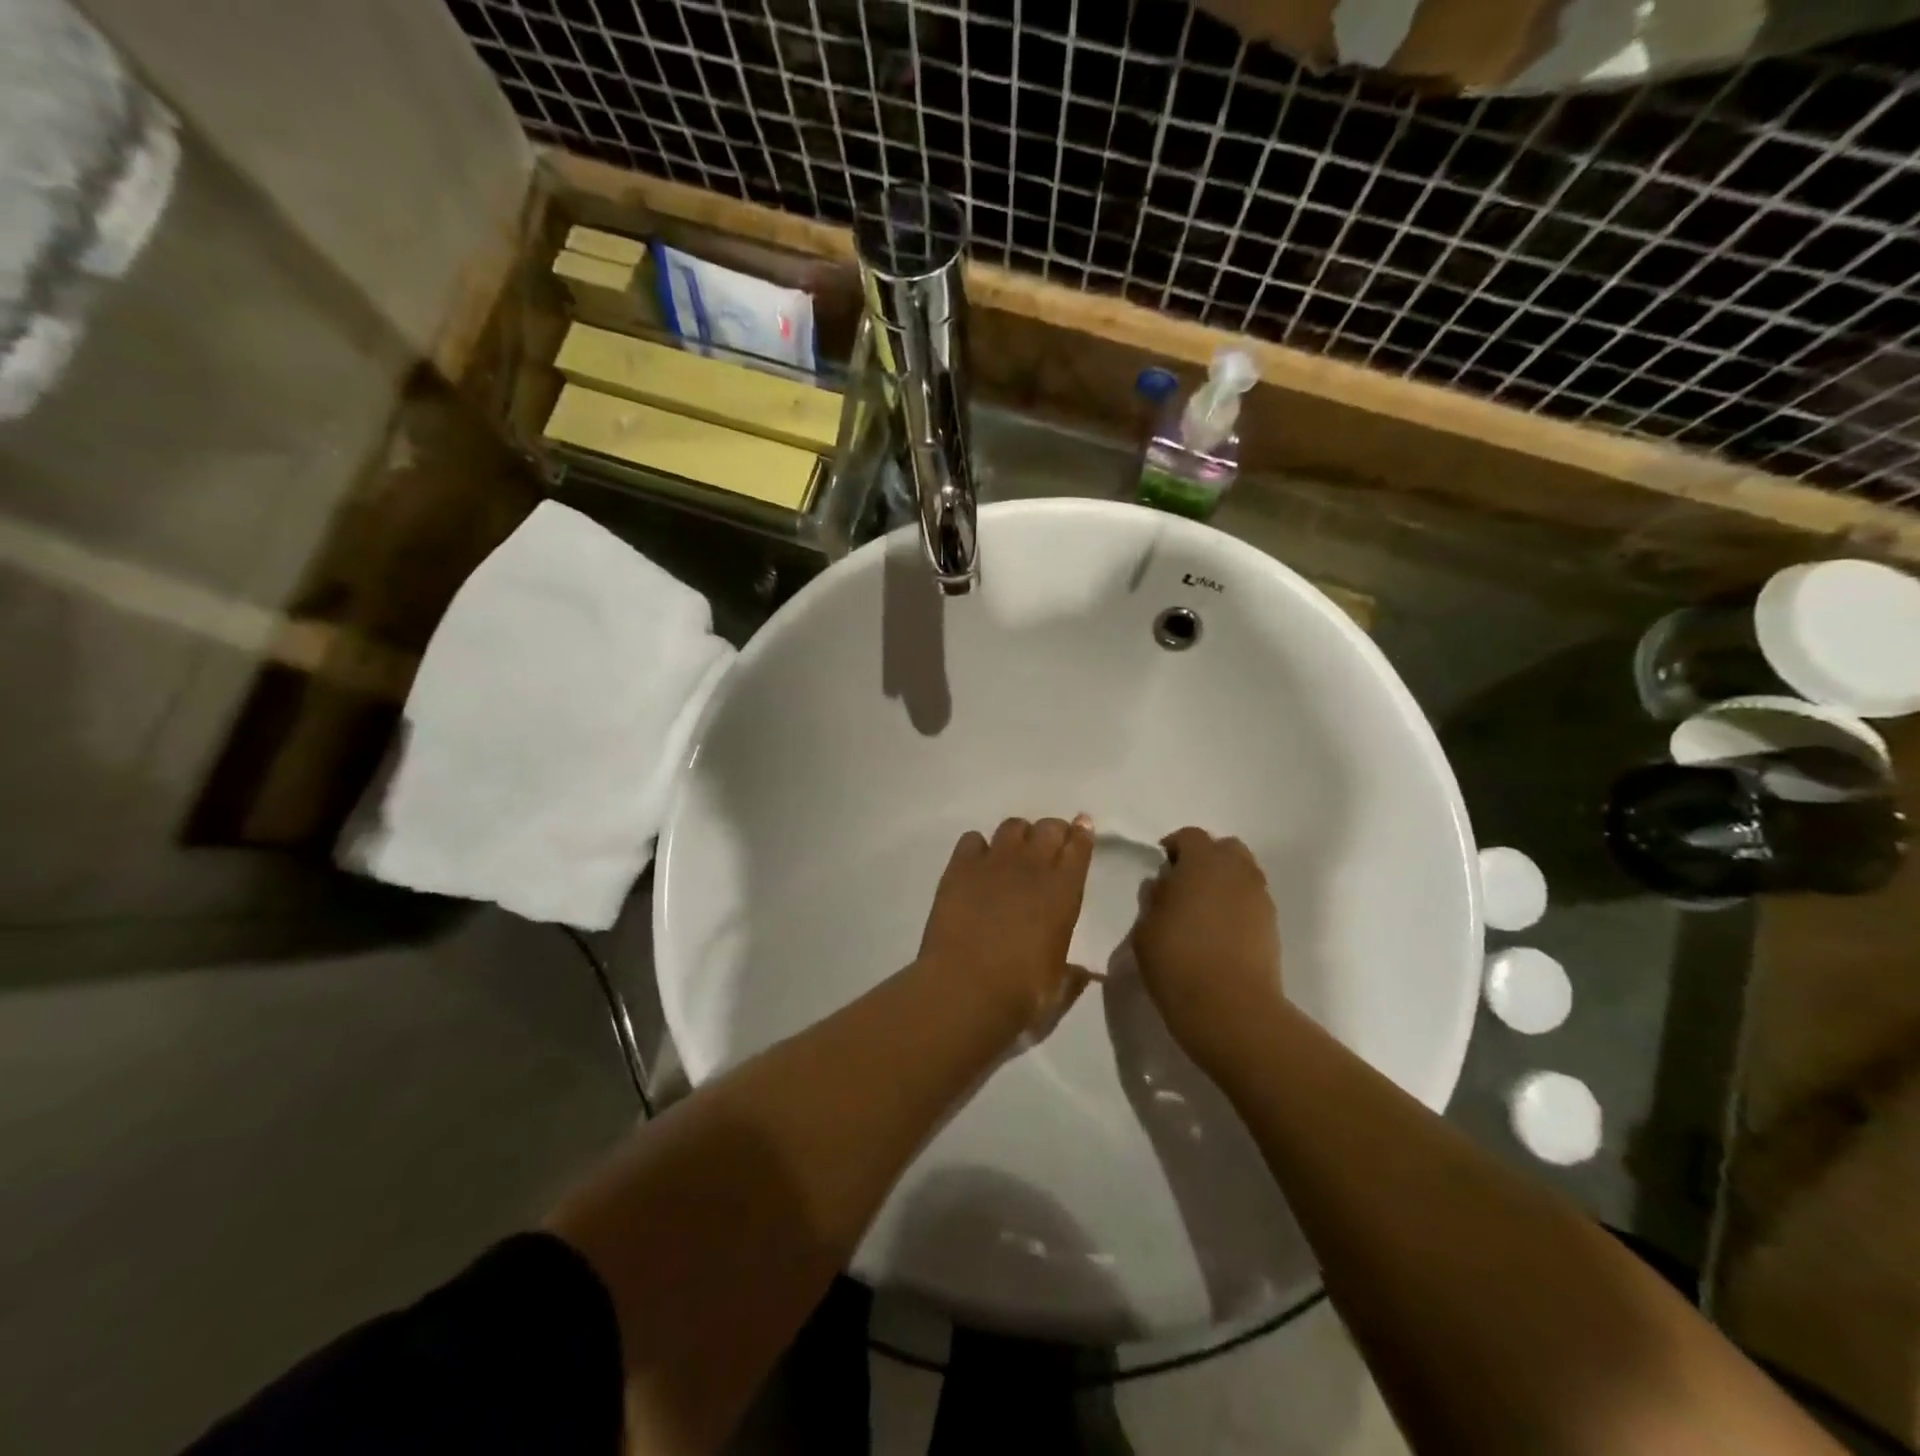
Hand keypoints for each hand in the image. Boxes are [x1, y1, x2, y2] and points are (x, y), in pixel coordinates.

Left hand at [918, 816, 1095, 1038]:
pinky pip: (972, 839)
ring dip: (1019, 835)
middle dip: (1052, 831)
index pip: (1079, 847)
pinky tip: (977, 863)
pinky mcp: (960, 867)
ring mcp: (994, 862)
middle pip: (1048, 828)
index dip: (1082, 834)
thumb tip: (1083, 973)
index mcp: (1063, 891)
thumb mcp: (1057, 986)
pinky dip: (978, 847)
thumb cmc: (1021, 992)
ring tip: (1014, 852)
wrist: (966, 987)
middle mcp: (1032, 867)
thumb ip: (1072, 974)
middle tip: (1049, 844)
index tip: (1082, 826)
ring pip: (1012, 826)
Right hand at [1131, 827, 1284, 1070]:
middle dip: (1206, 858)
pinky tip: (1219, 930)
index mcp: (1203, 862)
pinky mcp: (1272, 926)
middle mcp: (1237, 872)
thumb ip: (1154, 900)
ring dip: (1223, 881)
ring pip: (1243, 873)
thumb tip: (1164, 886)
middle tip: (1184, 882)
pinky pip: (1252, 900)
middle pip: (1225, 848)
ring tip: (1202, 908)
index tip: (1161, 866)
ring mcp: (1260, 898)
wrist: (1231, 1009)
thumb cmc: (1177, 961)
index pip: (1190, 836)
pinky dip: (1236, 905)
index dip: (1174, 846)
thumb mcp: (1146, 929)